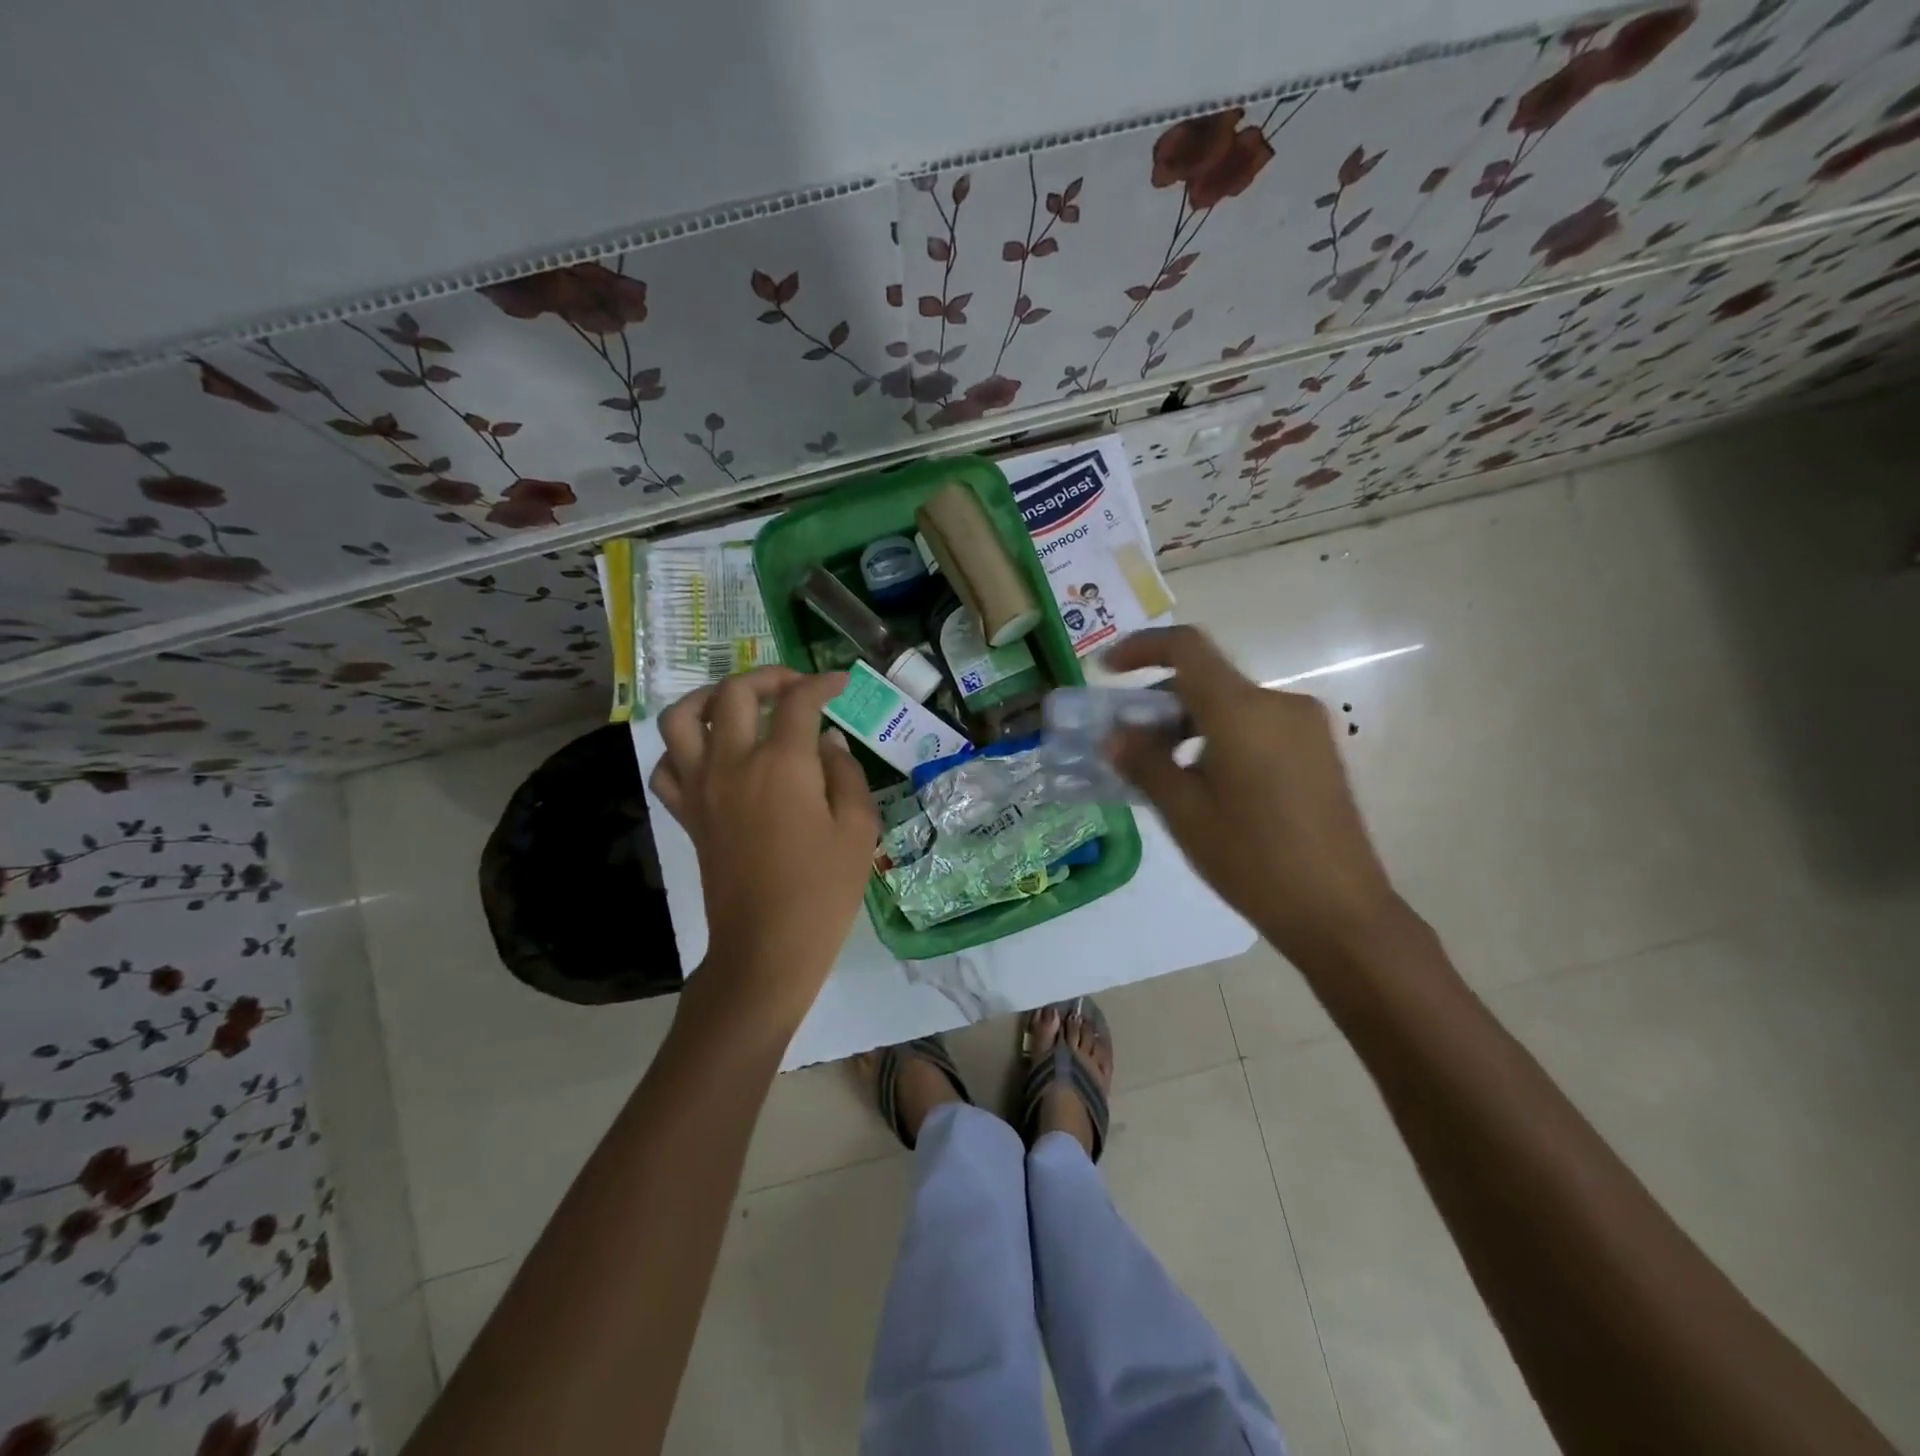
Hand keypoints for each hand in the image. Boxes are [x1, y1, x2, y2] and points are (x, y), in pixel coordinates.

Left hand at [651, 667, 878, 1033]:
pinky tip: (709, 754)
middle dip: (769, 677)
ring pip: (683, 718)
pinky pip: (666, 766)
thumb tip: (829, 743)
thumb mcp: (858, 829)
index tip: (840, 683)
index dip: (823, 683)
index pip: (799, 701)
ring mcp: (702, 787)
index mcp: (783, 764)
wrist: (766, 947)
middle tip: (795, 688)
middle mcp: (734, 763)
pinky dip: (682, 748)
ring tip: (739, 705)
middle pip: (736, 693)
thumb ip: (846, 775)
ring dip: (710, 698)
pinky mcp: (687, 814)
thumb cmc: (822, 891)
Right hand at [1102, 626, 1405, 971]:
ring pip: (1232, 705)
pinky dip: (1220, 737)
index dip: (1142, 648)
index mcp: (1243, 710)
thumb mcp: (1184, 812)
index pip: (1188, 648)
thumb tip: (1113, 736)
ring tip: (1163, 772)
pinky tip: (1205, 783)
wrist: (1339, 912)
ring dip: (1189, 723)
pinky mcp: (1318, 751)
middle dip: (1160, 702)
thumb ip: (1144, 763)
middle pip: (1207, 680)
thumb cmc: (1252, 859)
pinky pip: (1256, 726)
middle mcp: (1279, 704)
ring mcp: (1305, 727)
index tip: (1109, 671)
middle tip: (1127, 743)